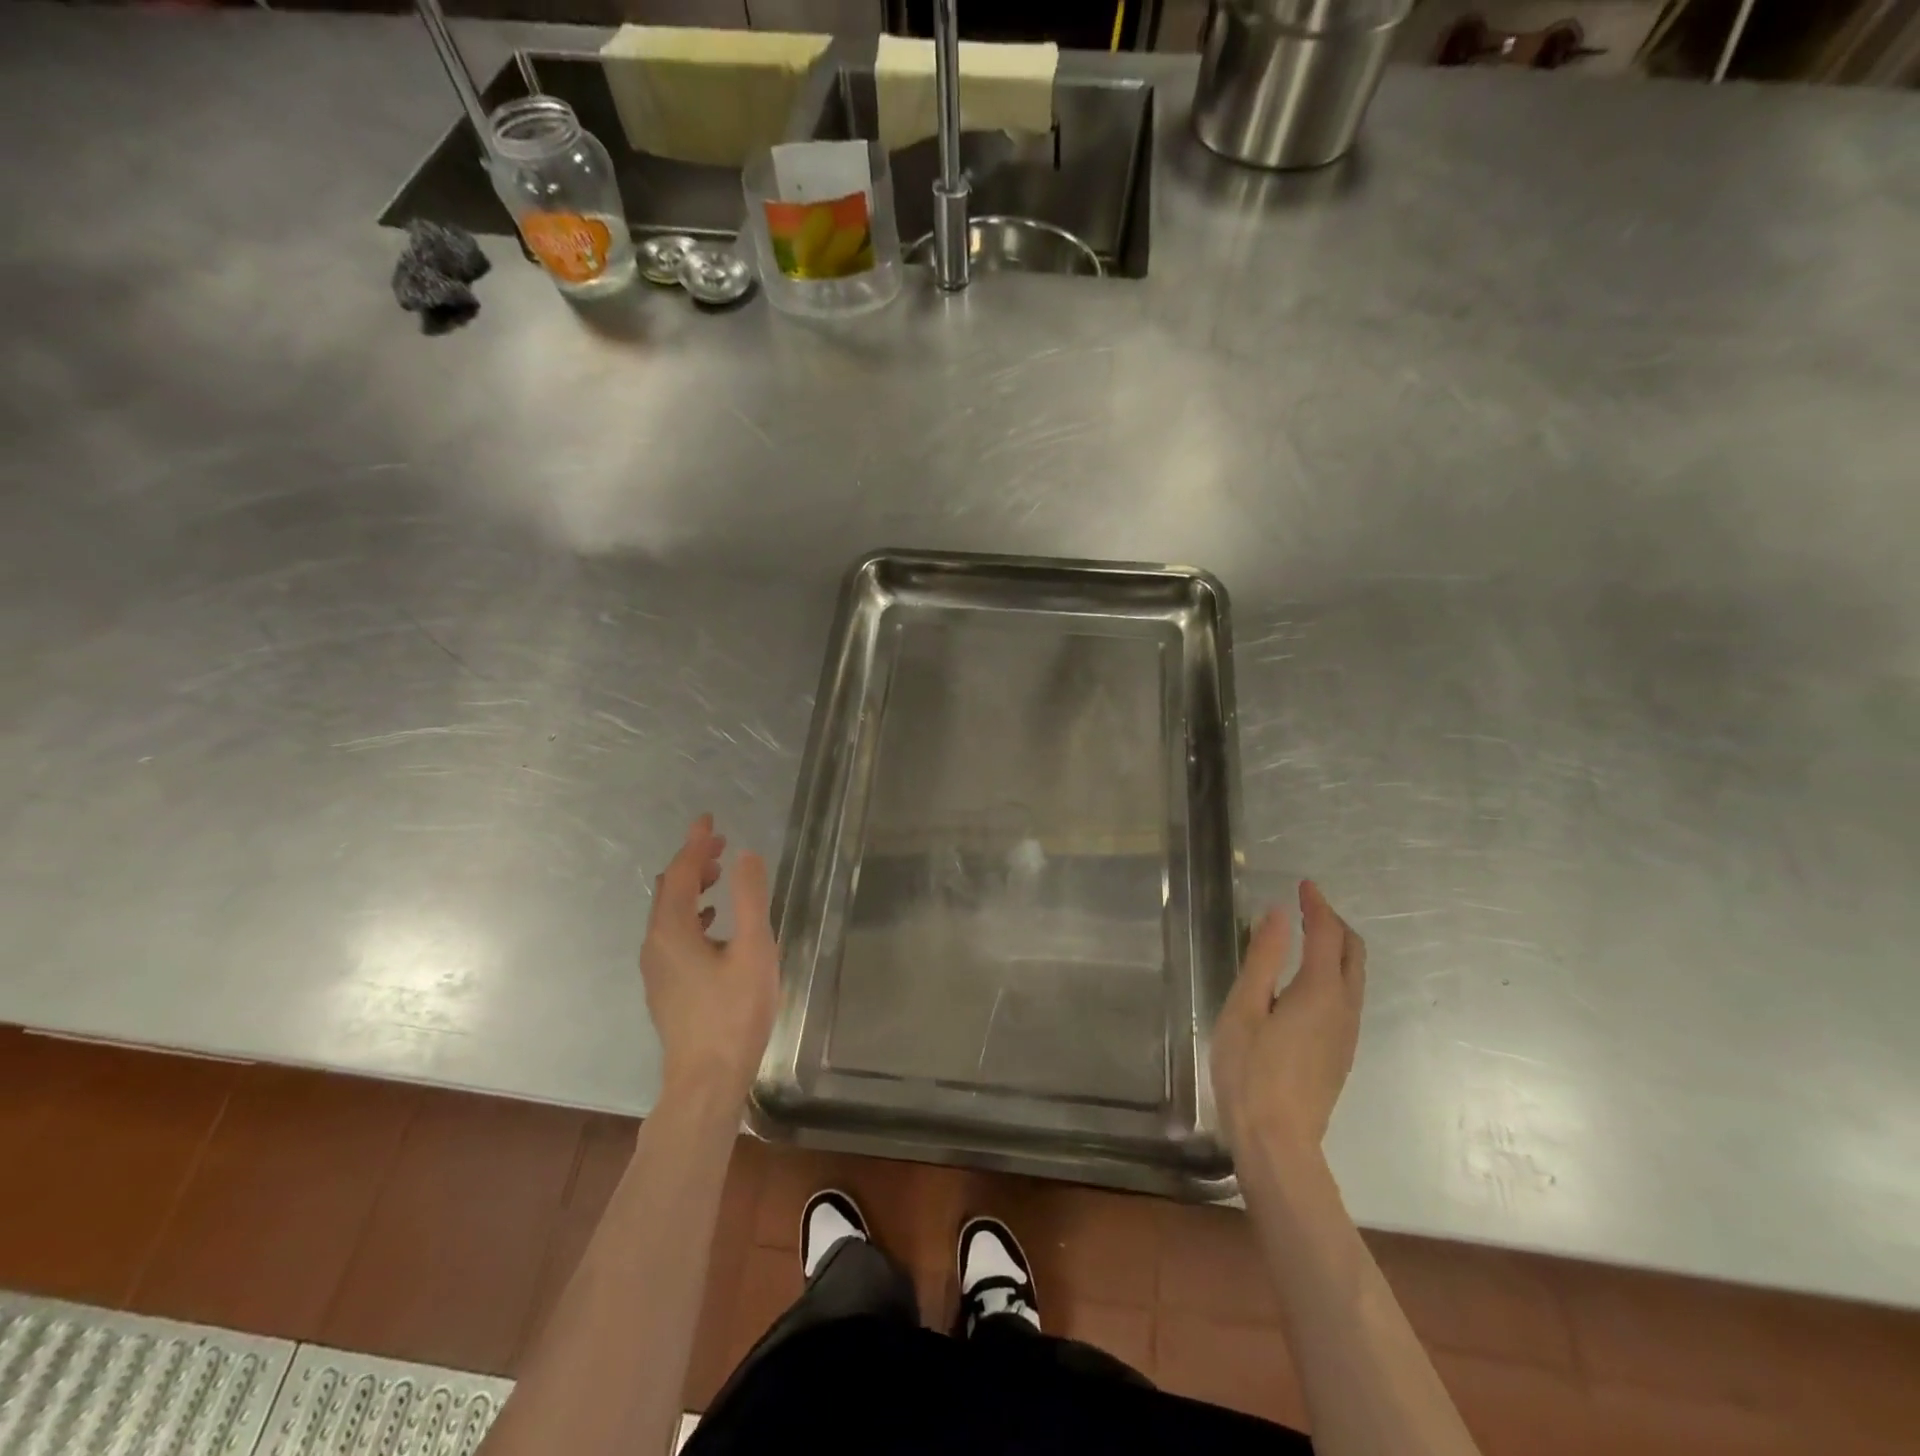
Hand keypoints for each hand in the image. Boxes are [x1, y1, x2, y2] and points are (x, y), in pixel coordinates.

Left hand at [640, 814, 779, 1103]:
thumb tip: (747, 855)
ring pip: (669, 913)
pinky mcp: (665, 986)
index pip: (681, 873)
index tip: (709, 820)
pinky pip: (672, 934)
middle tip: (721, 844)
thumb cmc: (734, 1013)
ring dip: (693, 888)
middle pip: (669, 890)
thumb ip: (750, 899)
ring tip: (721, 875)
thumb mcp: (753, 950)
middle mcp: (655, 944)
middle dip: (693, 862)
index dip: (696, 843)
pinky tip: (712, 923)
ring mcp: (656, 968)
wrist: (706, 1080)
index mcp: (673, 930)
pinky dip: (692, 914)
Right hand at [1211, 881, 1366, 1163]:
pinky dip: (1334, 971)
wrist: (1278, 1142)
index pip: (1327, 934)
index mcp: (1319, 991)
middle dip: (1334, 923)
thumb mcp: (1244, 1008)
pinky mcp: (1342, 1052)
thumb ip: (1262, 958)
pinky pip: (1348, 996)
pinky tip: (1307, 979)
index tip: (1303, 885)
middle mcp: (1344, 1008)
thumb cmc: (1250, 1071)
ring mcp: (1348, 1033)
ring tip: (1307, 935)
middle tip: (1307, 906)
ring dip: (1337, 947)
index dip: (1317, 905)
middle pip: (1353, 952)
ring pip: (1355, 976)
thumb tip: (1277, 914)